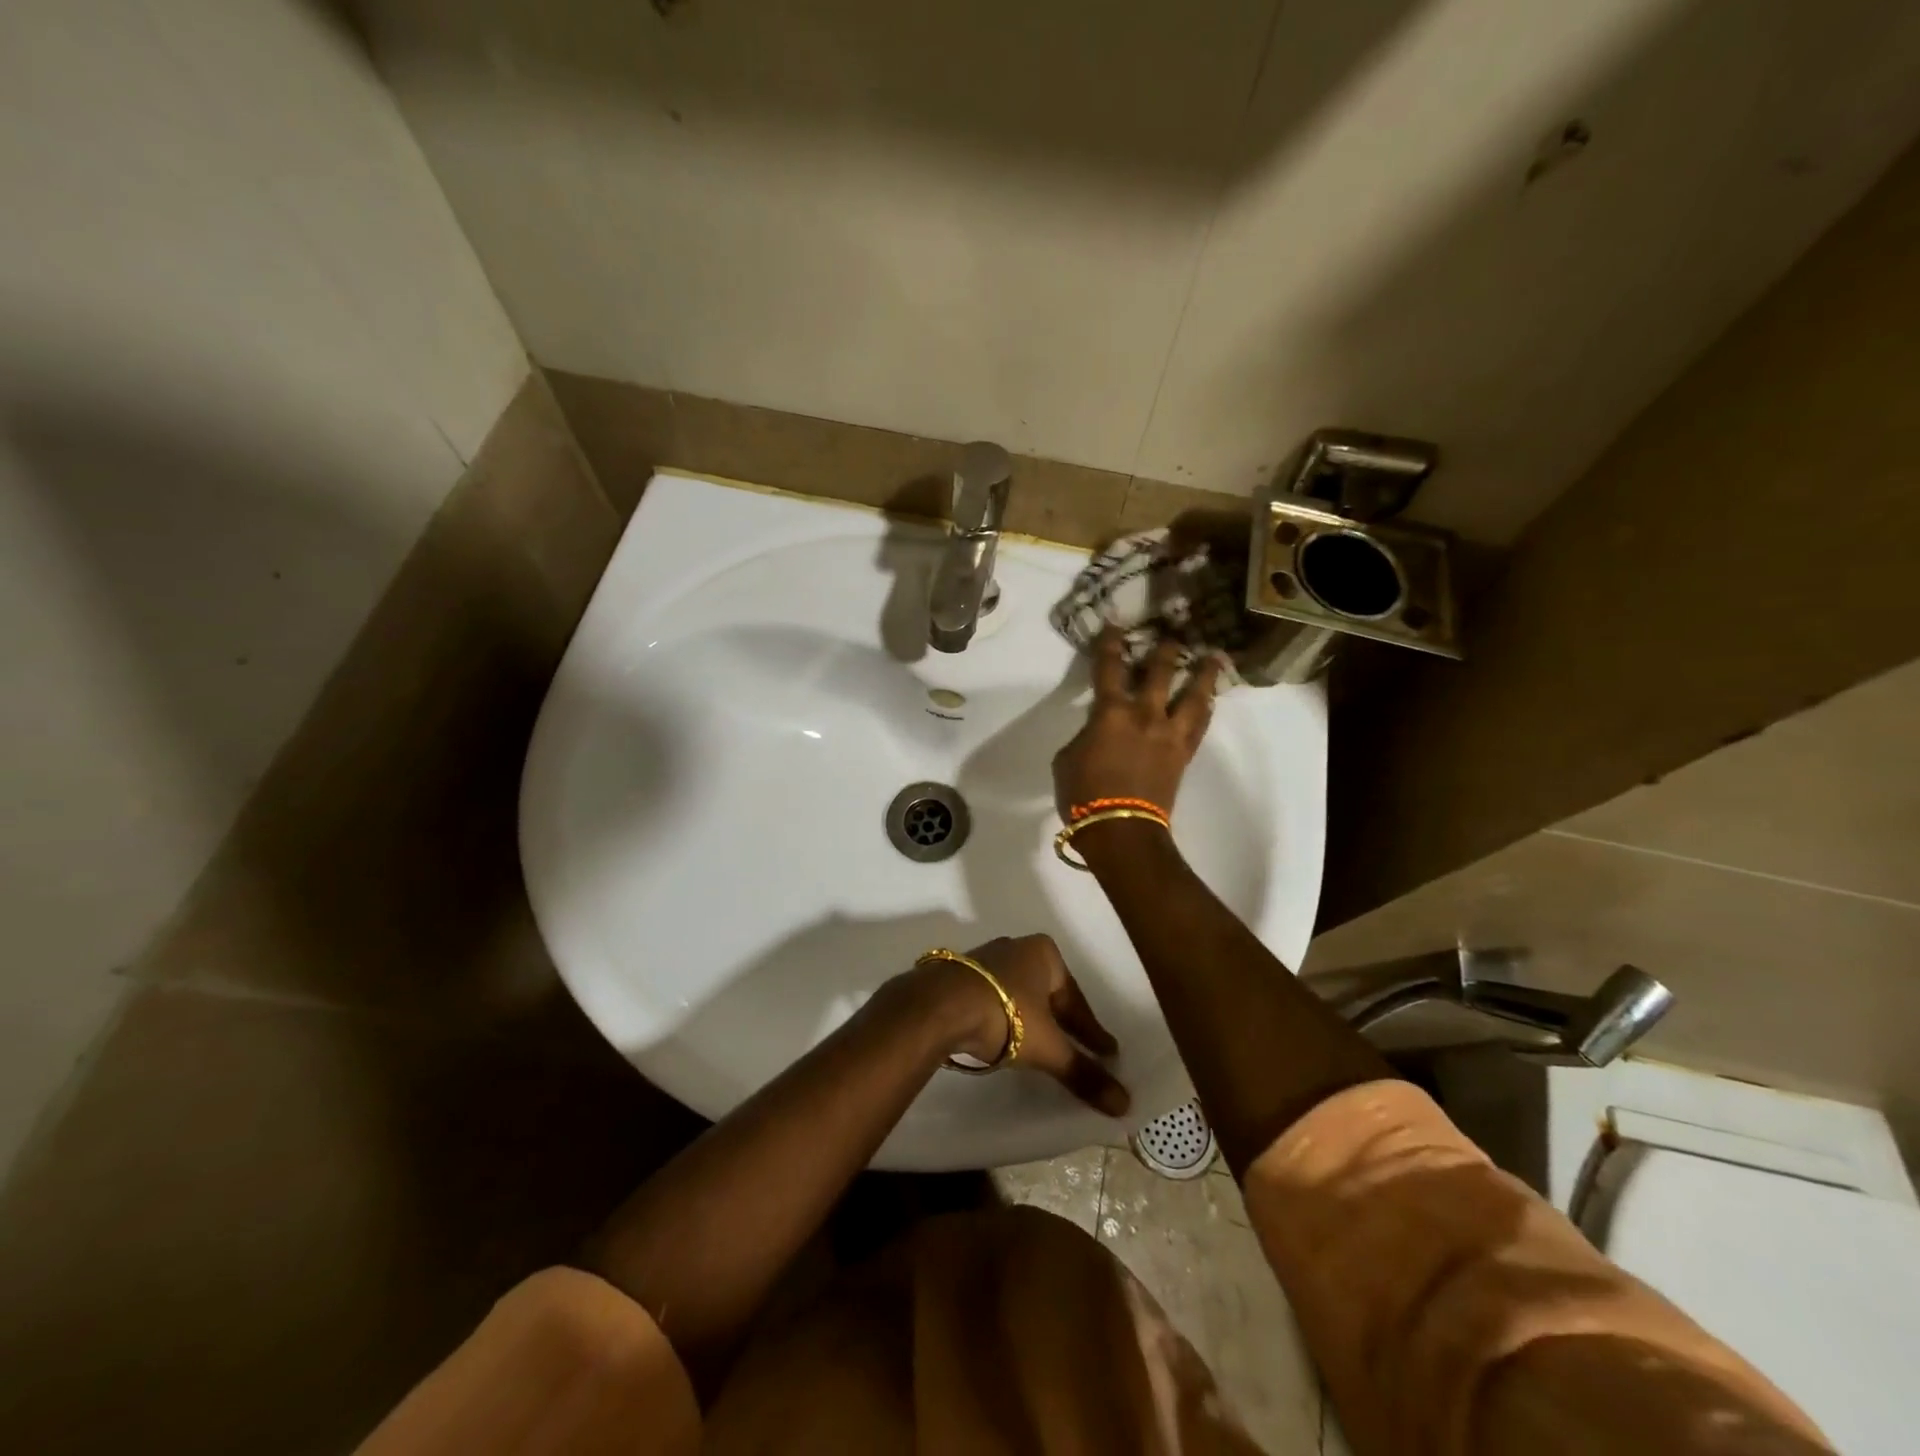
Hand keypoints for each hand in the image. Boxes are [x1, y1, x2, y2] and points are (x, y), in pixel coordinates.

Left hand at [918, 935, 1129, 1116]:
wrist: (939, 1006)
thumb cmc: (1005, 1015)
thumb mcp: (1048, 1048)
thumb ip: (1083, 1072)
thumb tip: (1125, 1104)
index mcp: (1044, 954)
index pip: (1076, 999)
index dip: (1091, 1030)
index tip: (1107, 1051)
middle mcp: (1016, 948)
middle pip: (1048, 993)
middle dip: (1061, 1020)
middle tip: (1078, 1048)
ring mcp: (985, 959)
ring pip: (1019, 993)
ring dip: (1031, 1017)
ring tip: (1041, 1044)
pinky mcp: (960, 975)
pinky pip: (994, 998)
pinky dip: (1004, 1017)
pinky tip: (1004, 1035)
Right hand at [1052, 626, 1223, 818]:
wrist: (1121, 830)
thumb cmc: (1083, 795)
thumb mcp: (1068, 758)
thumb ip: (1086, 735)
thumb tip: (1100, 732)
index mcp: (1111, 713)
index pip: (1109, 669)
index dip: (1110, 644)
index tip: (1115, 625)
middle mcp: (1145, 715)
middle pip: (1159, 672)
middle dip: (1164, 649)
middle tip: (1172, 632)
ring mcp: (1169, 734)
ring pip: (1193, 696)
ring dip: (1203, 674)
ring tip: (1213, 657)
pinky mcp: (1183, 755)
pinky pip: (1199, 725)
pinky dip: (1206, 708)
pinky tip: (1210, 700)